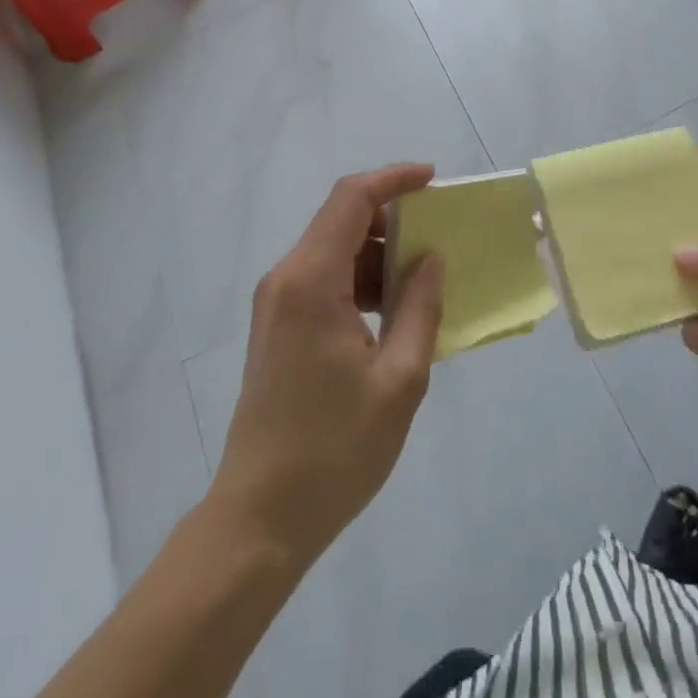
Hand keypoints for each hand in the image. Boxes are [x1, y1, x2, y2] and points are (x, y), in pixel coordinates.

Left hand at [209, 164, 444, 569]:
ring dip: (378, 253)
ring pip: (333, 249)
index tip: (433, 180)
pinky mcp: (277, 326)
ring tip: (421, 282)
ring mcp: (276, 303)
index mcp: (311, 281)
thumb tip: (430, 259)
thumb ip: (420, 308)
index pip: (351, 198)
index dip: (393, 178)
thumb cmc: (334, 450)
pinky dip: (359, 280)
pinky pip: (323, 279)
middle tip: (437, 238)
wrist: (259, 518)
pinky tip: (392, 312)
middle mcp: (286, 278)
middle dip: (391, 218)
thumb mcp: (399, 380)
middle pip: (341, 219)